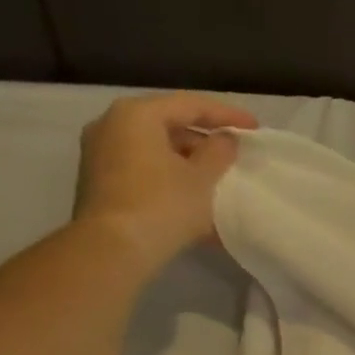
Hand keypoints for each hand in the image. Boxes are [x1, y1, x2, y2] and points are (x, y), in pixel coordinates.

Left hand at [74, 92, 257, 265]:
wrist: (113, 249)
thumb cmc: (163, 205)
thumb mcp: (202, 179)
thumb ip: (219, 152)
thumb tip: (224, 140)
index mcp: (137, 114)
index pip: (189, 105)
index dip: (226, 115)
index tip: (254, 128)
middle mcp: (111, 125)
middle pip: (168, 125)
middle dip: (203, 140)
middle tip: (233, 153)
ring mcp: (100, 154)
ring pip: (155, 150)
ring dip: (187, 163)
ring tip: (216, 180)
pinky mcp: (100, 183)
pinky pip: (143, 171)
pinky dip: (169, 178)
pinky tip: (192, 199)